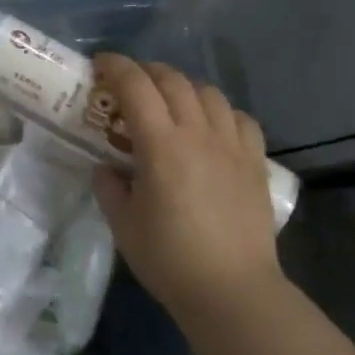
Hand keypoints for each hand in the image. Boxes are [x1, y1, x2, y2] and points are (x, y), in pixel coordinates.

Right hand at [90, 54, 283, 314]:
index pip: (136, 86)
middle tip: (128, 84)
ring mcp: (232, 145)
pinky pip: (240, 119)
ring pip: (209, 93)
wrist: (231, 290)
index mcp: (161, 145)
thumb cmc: (169, 258)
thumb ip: (109, 186)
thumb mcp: (123, 223)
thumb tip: (107, 166)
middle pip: (173, 81)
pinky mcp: (255, 162)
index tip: (100, 64)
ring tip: (169, 103)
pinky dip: (219, 112)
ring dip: (183, 88)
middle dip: (146, 72)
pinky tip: (210, 127)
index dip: (116, 67)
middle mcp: (199, 133)